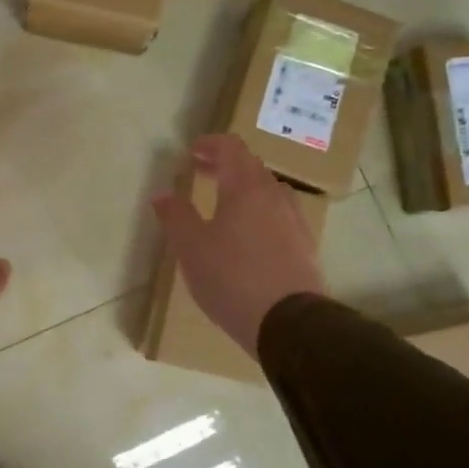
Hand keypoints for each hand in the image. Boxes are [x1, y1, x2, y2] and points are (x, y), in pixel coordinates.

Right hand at [152, 135, 328, 358]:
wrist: (290, 323)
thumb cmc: (232, 279)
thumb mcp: (191, 248)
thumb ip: (175, 216)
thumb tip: (162, 194)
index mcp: (245, 188)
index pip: (231, 148)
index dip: (211, 144)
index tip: (192, 151)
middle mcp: (274, 196)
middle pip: (251, 167)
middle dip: (224, 165)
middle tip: (201, 173)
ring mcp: (295, 220)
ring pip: (268, 191)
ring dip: (244, 189)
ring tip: (224, 205)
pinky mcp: (305, 246)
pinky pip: (280, 215)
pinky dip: (260, 211)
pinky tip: (250, 235)